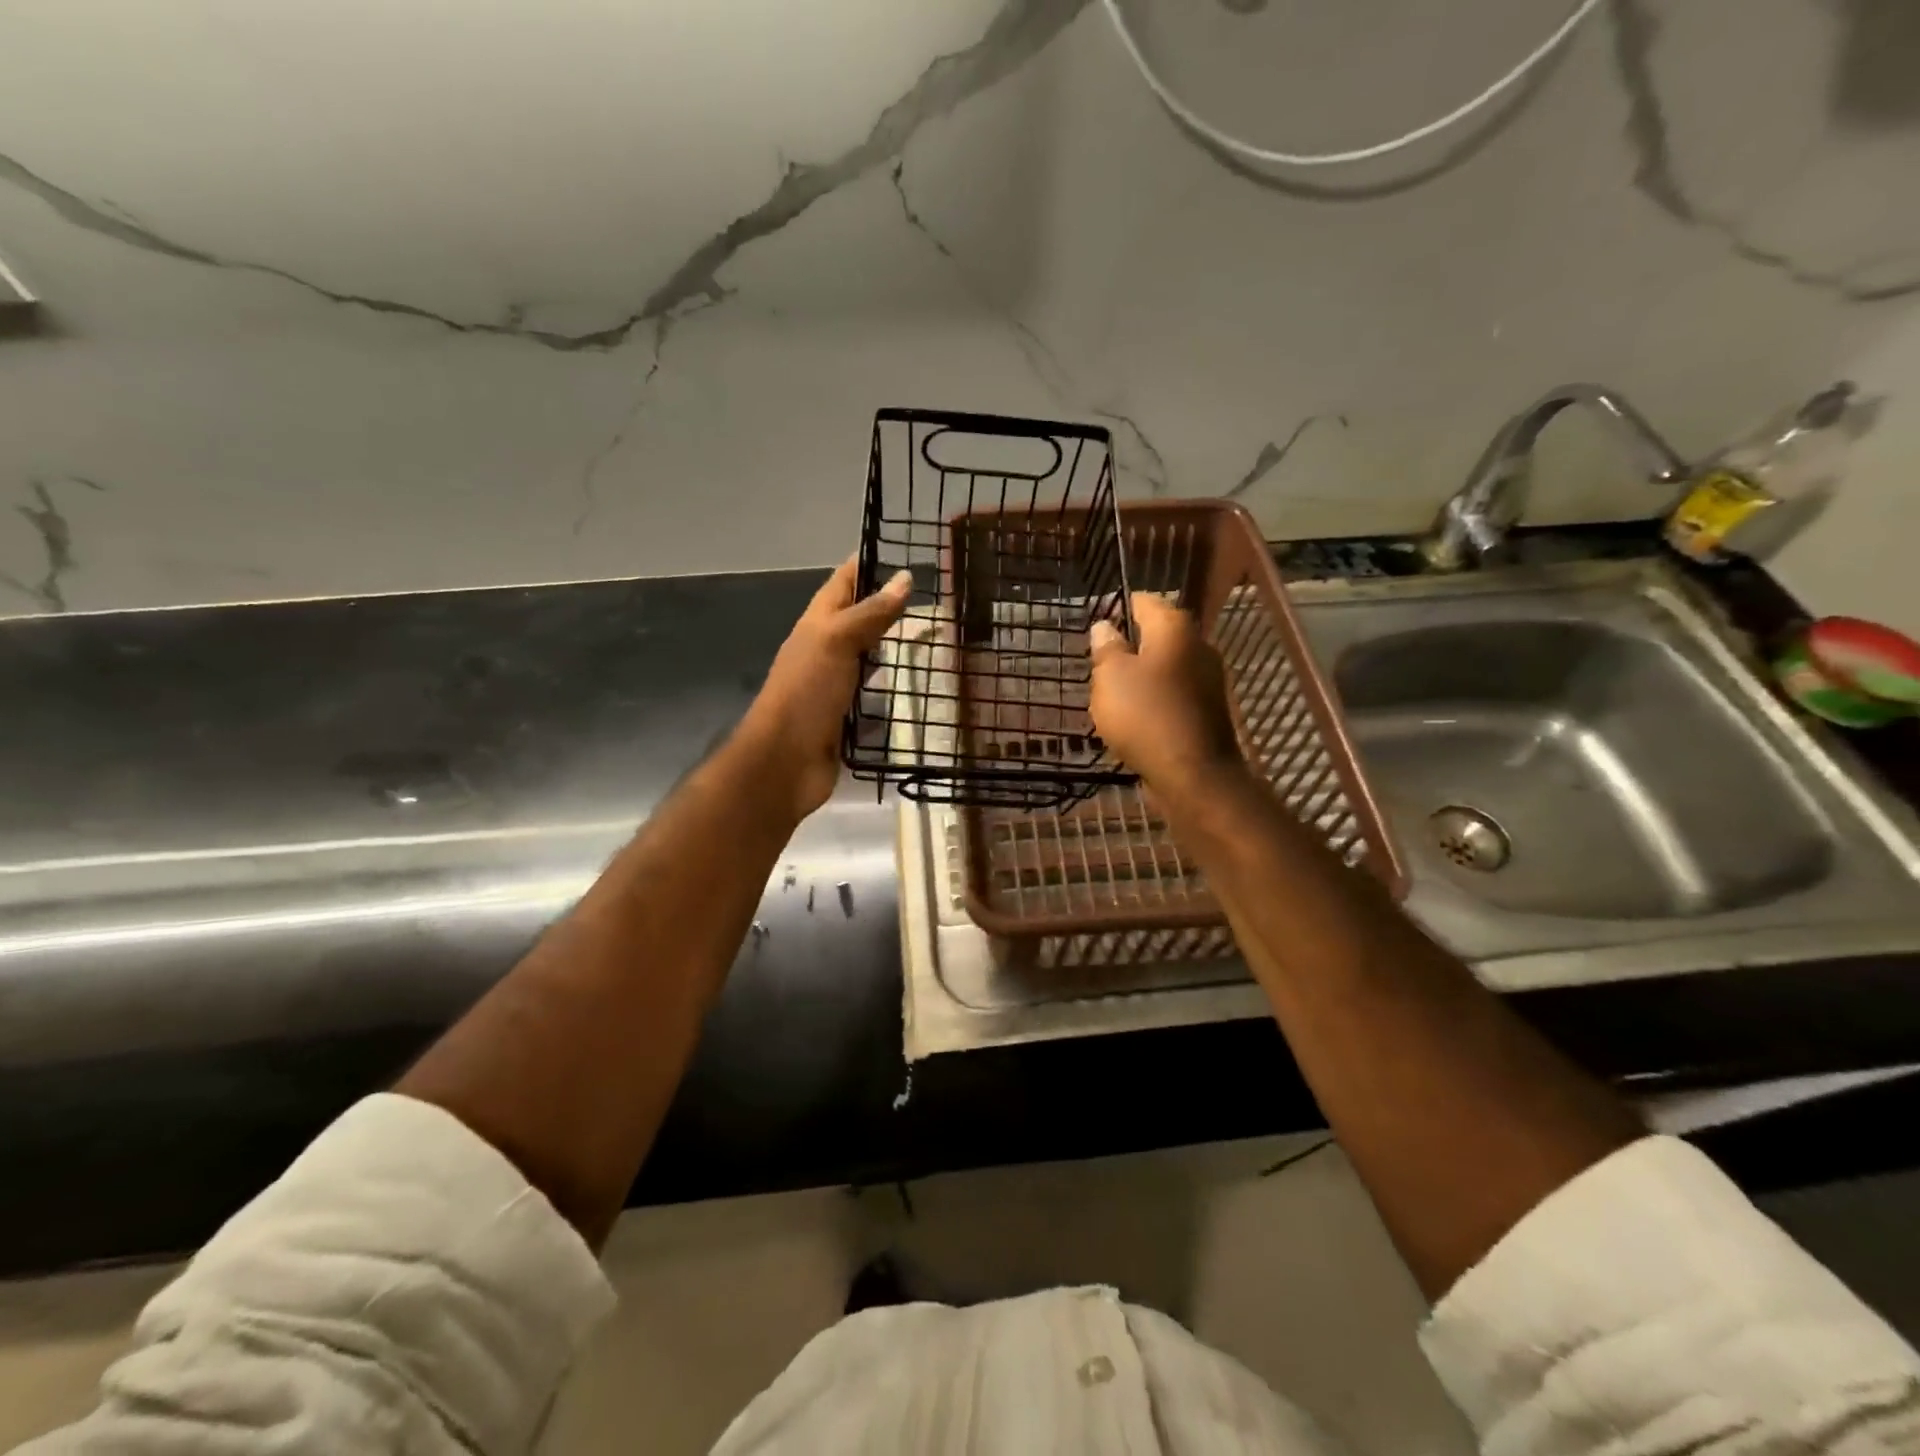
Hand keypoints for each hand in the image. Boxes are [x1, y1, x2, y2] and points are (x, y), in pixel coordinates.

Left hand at [736, 556, 912, 821]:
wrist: (785, 762)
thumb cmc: (807, 693)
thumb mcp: (838, 642)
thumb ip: (871, 613)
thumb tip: (905, 578)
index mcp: (818, 624)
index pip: (844, 582)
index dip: (868, 563)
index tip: (905, 549)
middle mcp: (825, 650)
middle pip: (858, 620)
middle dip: (889, 607)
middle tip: (935, 598)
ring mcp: (835, 686)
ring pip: (868, 658)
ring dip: (894, 648)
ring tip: (935, 638)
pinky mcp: (847, 718)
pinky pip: (874, 696)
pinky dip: (893, 689)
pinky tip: (920, 687)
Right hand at [1089, 594, 1244, 795]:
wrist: (1193, 773)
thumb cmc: (1145, 715)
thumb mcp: (1110, 677)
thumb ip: (1107, 648)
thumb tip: (1104, 626)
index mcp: (1174, 628)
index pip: (1144, 601)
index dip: (1117, 607)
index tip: (1095, 623)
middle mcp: (1198, 645)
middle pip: (1157, 635)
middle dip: (1129, 646)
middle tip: (1099, 663)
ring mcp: (1208, 680)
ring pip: (1166, 667)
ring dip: (1142, 676)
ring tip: (1111, 693)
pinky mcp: (1207, 711)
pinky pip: (1174, 695)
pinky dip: (1155, 700)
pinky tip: (1135, 718)